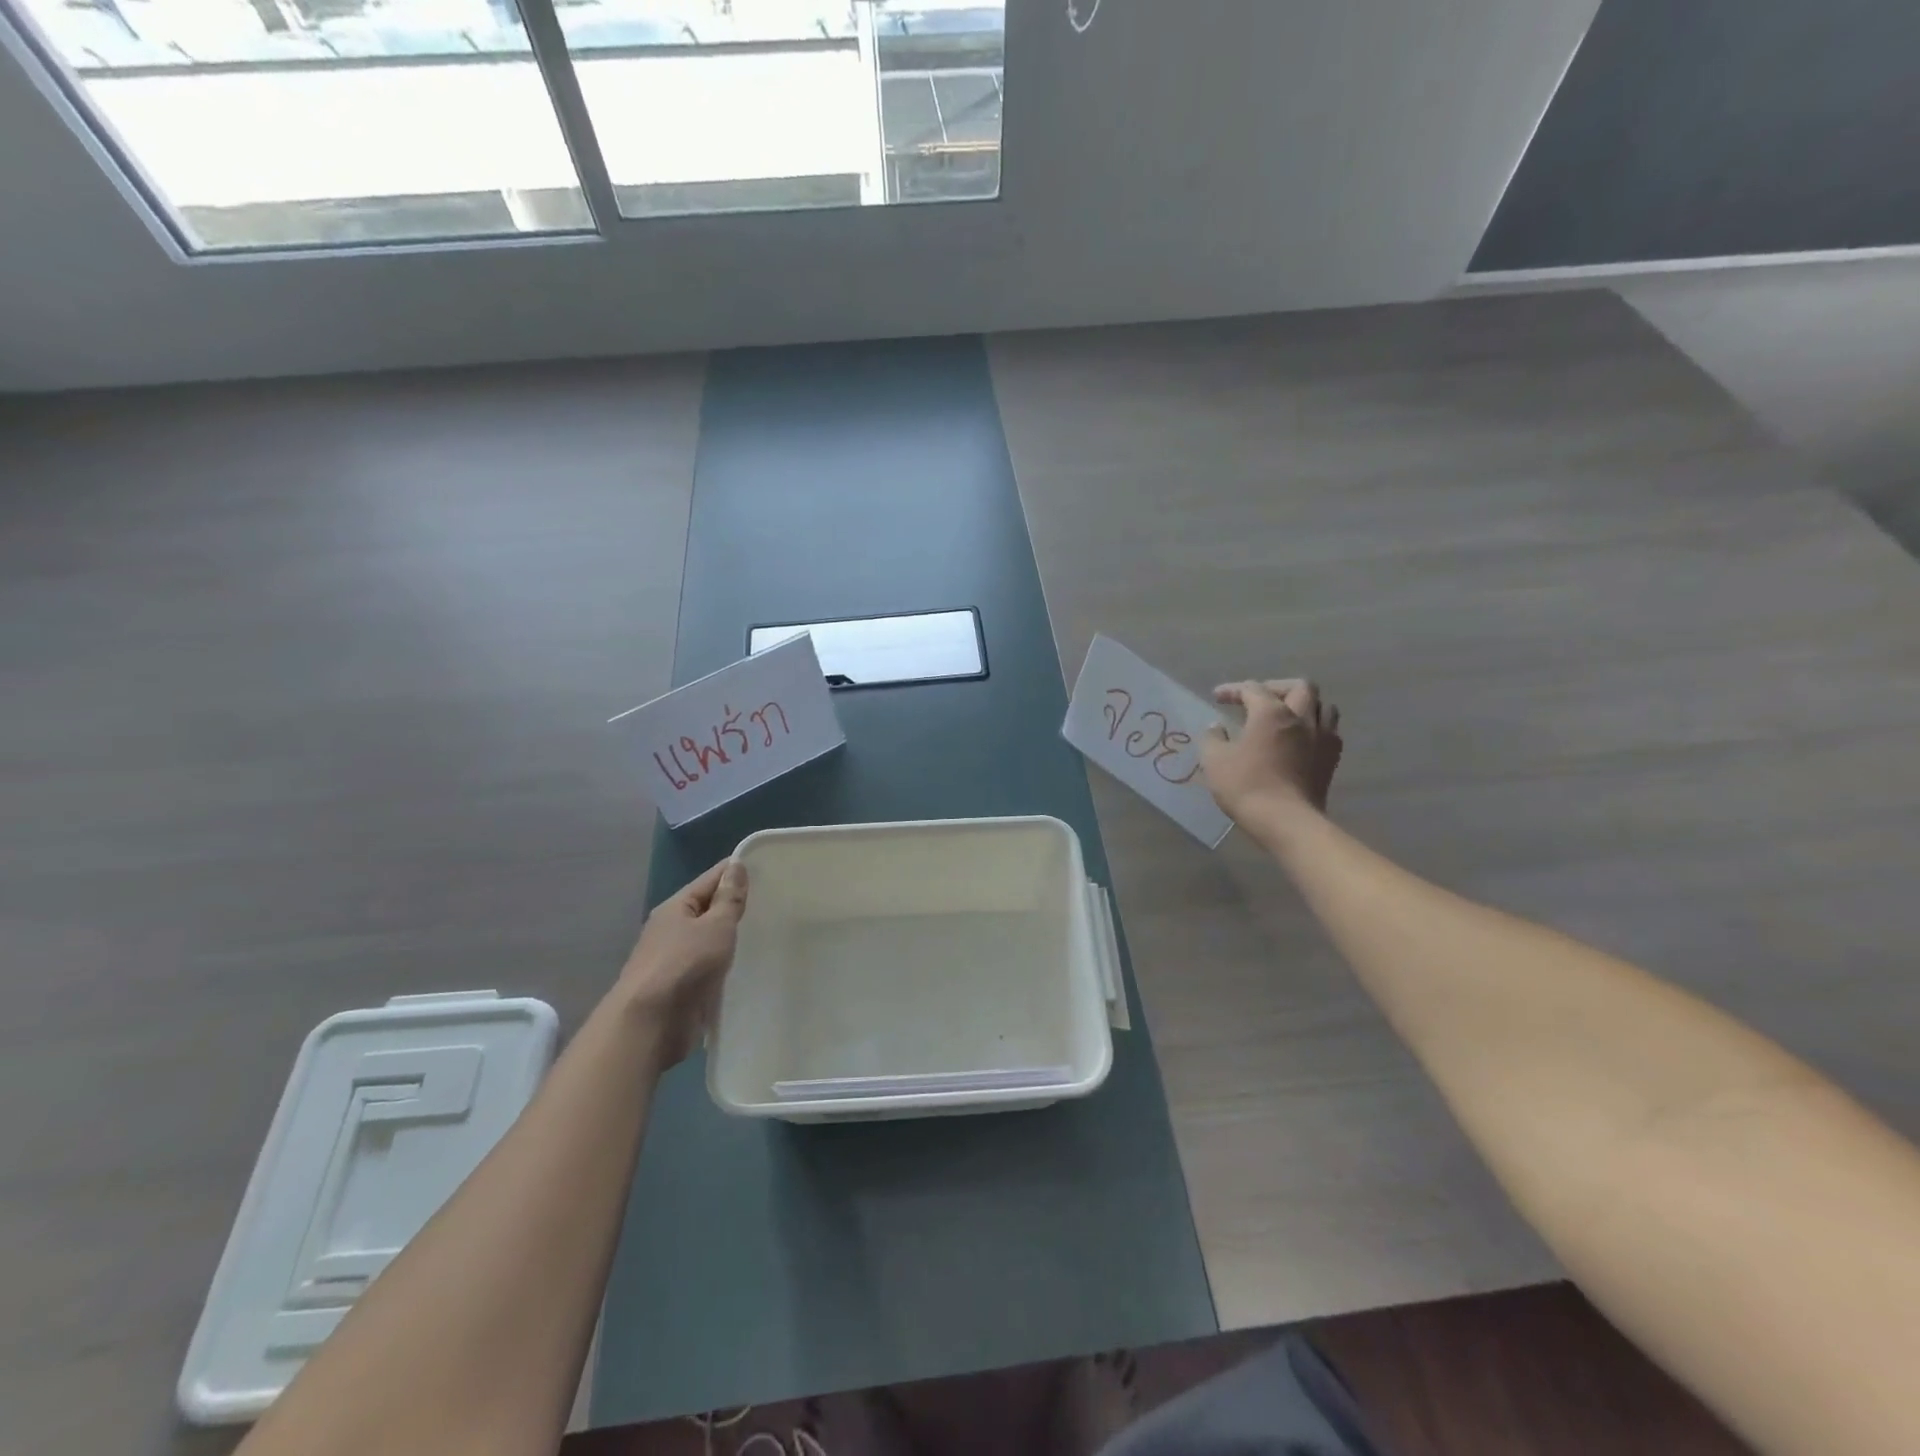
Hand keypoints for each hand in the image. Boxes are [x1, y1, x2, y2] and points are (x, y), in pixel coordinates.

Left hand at [615, 859, 748, 1066]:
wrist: (649, 1024)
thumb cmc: (684, 964)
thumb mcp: (715, 926)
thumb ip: (729, 898)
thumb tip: (736, 866)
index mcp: (676, 907)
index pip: (711, 879)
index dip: (737, 871)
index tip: (768, 868)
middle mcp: (672, 929)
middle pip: (709, 909)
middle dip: (737, 905)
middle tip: (776, 900)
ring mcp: (675, 960)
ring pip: (710, 940)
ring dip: (733, 937)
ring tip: (768, 932)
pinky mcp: (682, 988)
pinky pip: (710, 967)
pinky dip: (727, 963)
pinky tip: (750, 965)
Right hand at [1201, 679, 1342, 823]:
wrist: (1286, 821)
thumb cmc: (1246, 786)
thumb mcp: (1215, 760)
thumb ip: (1213, 738)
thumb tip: (1217, 727)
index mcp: (1271, 712)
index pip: (1252, 689)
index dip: (1233, 690)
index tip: (1217, 697)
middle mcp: (1301, 717)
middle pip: (1300, 687)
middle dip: (1277, 687)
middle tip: (1258, 700)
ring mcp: (1322, 737)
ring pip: (1322, 705)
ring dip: (1303, 705)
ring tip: (1286, 716)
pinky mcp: (1332, 758)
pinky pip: (1329, 730)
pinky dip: (1314, 727)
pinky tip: (1301, 739)